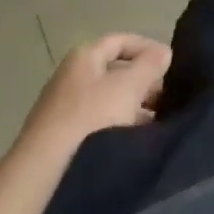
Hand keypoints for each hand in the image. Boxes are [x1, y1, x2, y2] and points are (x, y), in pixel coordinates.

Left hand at [23, 34, 171, 151]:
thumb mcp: (129, 86)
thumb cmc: (92, 118)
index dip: (146, 47)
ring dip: (131, 108)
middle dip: (141, 82)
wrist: (45, 172)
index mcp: (84, 56)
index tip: (169, 64)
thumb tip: (163, 52)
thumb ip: (150, 65)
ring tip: (155, 124)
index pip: (120, 41)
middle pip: (114, 71)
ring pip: (106, 100)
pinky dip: (116, 127)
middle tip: (165, 97)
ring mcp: (62, 109)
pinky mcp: (60, 139)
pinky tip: (131, 143)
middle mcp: (70, 76)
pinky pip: (96, 124)